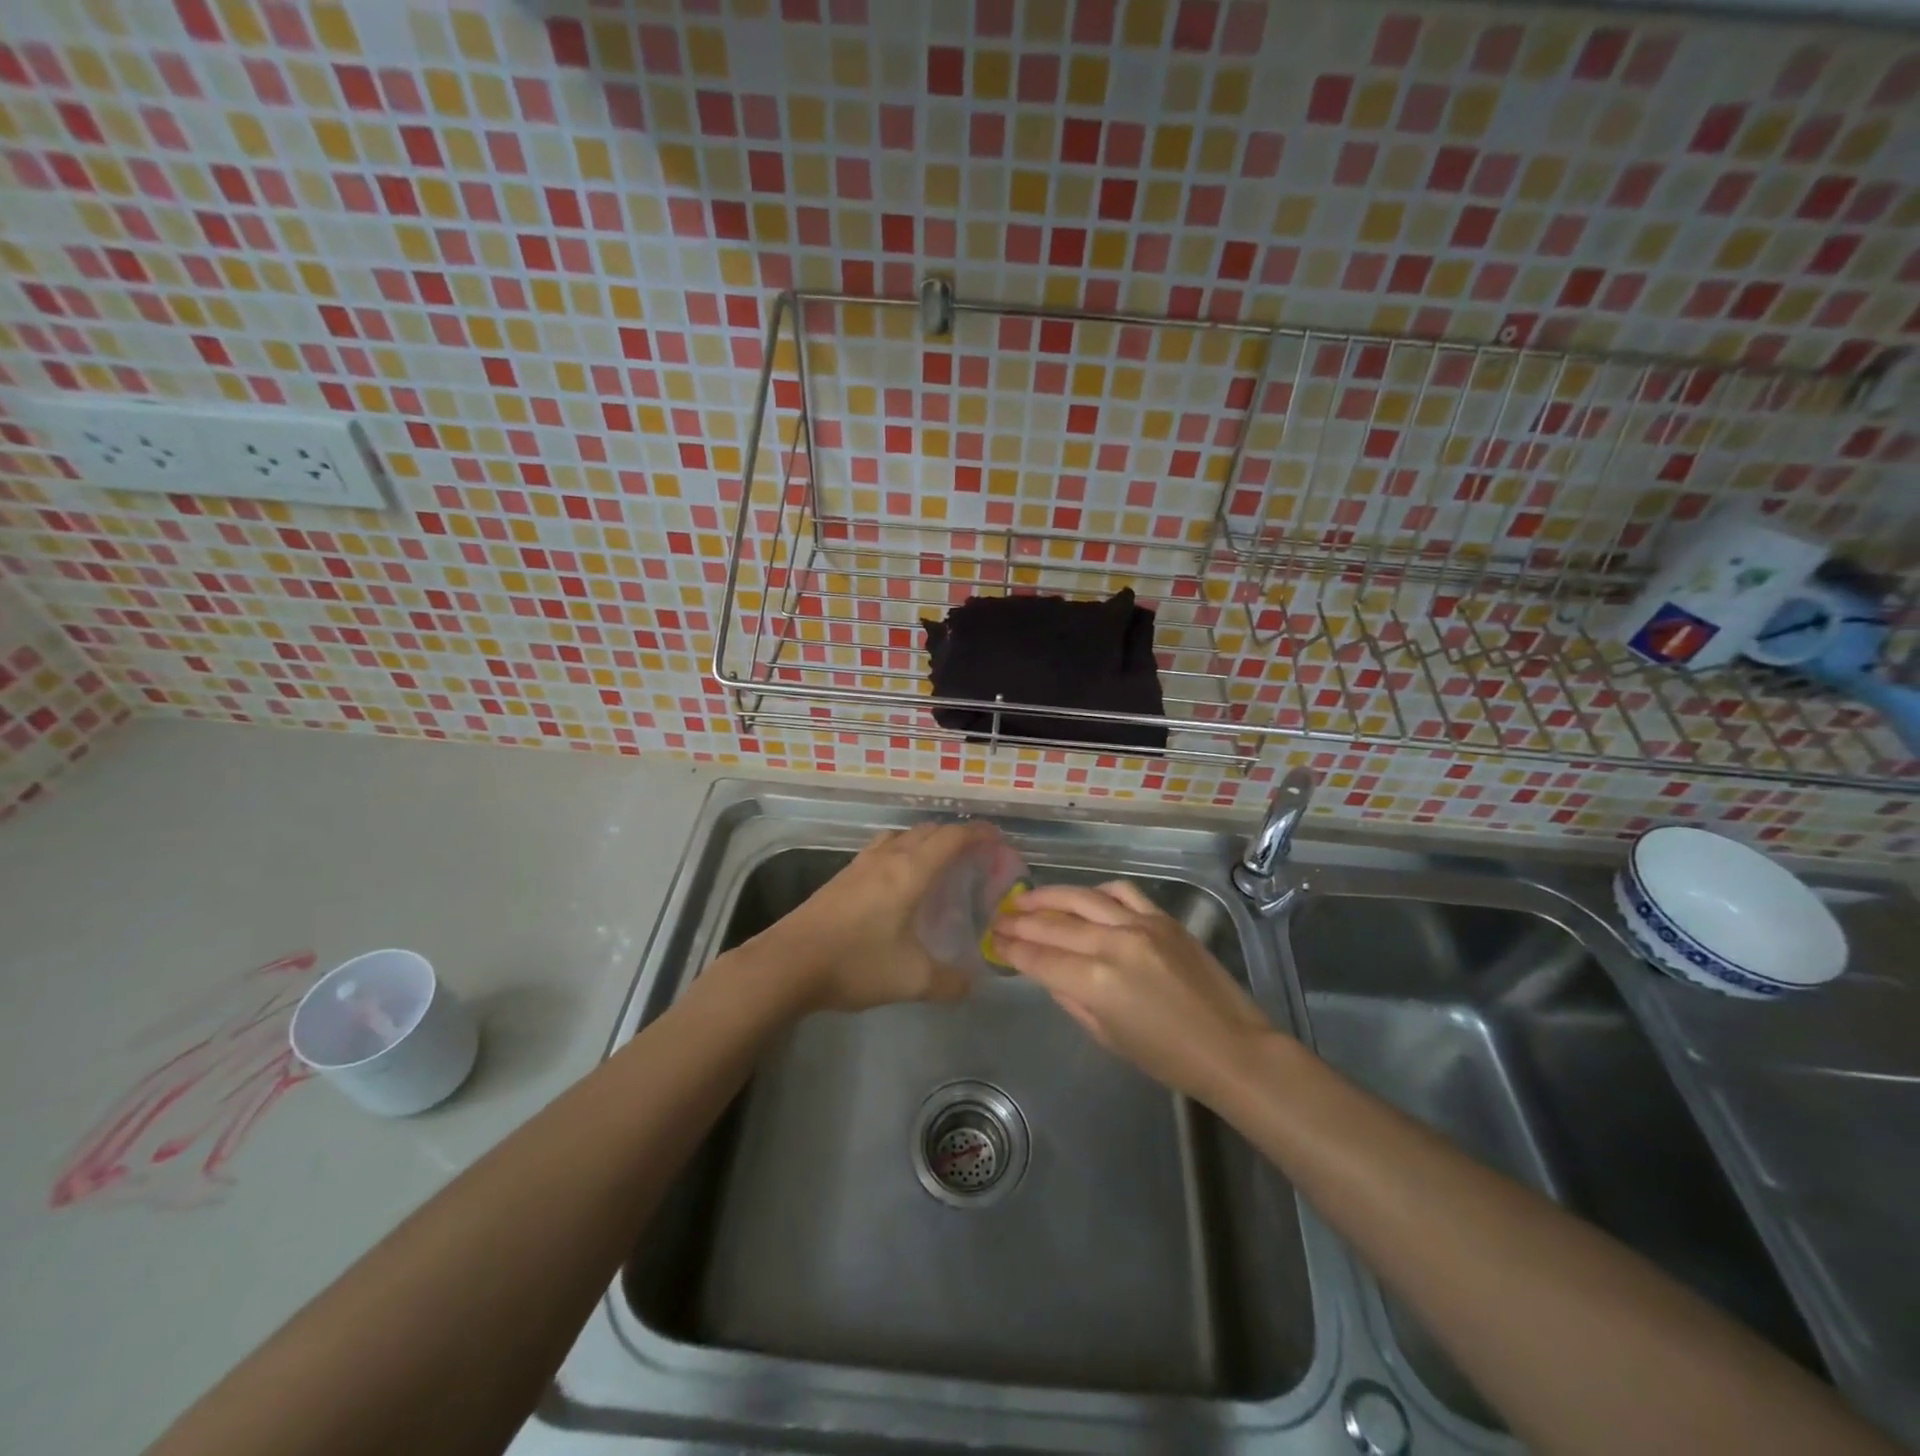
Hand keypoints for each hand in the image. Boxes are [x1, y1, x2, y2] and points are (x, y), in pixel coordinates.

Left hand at [757, 820, 997, 1012]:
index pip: (952, 838)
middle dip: (955, 836)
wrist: (787, 963)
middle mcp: (888, 858)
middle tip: (974, 855)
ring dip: (925, 840)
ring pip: (901, 836)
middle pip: (928, 831)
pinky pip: (882, 849)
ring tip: (938, 862)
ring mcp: (860, 864)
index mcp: (911, 871)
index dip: (978, 834)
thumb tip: (971, 984)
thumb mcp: (912, 980)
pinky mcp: (842, 877)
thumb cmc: (855, 963)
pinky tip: (898, 880)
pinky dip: (901, 851)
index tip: (998, 839)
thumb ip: (950, 982)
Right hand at [991, 880, 1273, 1101]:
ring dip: (1049, 896)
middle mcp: (1113, 944)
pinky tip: (1082, 897)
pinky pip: (1122, 892)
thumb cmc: (1167, 1057)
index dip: (1013, 948)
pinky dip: (1096, 891)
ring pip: (1082, 898)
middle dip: (1021, 920)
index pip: (1040, 957)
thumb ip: (1071, 999)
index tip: (994, 939)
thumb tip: (1047, 972)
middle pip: (1054, 925)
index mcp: (1096, 982)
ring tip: (1026, 898)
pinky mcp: (1163, 918)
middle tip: (999, 917)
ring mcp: (1140, 925)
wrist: (1231, 1047)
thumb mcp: (1107, 1036)